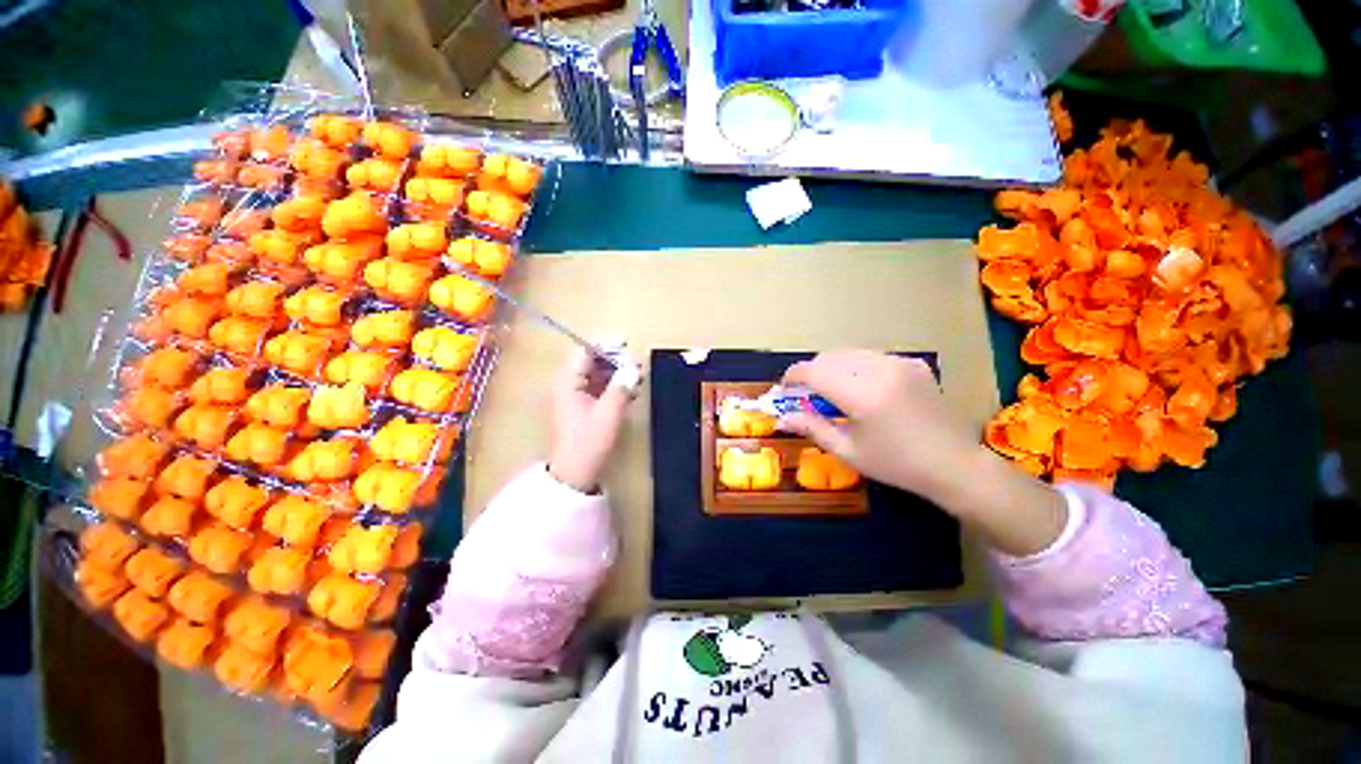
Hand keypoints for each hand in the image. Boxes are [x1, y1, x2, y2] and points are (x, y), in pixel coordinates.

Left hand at [547, 348, 642, 493]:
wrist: (574, 475)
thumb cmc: (589, 442)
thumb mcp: (608, 413)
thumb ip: (621, 387)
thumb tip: (633, 367)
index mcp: (567, 382)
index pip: (584, 352)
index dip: (606, 346)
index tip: (627, 345)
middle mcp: (566, 385)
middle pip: (590, 362)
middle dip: (614, 361)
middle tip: (637, 365)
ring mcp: (572, 397)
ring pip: (595, 375)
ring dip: (615, 374)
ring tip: (637, 378)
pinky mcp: (579, 408)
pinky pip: (596, 389)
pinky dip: (611, 387)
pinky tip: (629, 392)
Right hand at [778, 349, 977, 501]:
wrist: (954, 465)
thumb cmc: (896, 464)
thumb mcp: (848, 450)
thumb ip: (811, 427)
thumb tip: (781, 418)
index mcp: (862, 395)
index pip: (813, 371)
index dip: (792, 377)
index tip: (784, 389)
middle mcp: (880, 370)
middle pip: (829, 358)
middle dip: (811, 372)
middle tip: (807, 395)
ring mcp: (900, 363)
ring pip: (849, 353)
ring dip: (832, 368)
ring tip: (833, 392)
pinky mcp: (913, 363)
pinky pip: (872, 357)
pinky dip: (856, 367)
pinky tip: (862, 389)